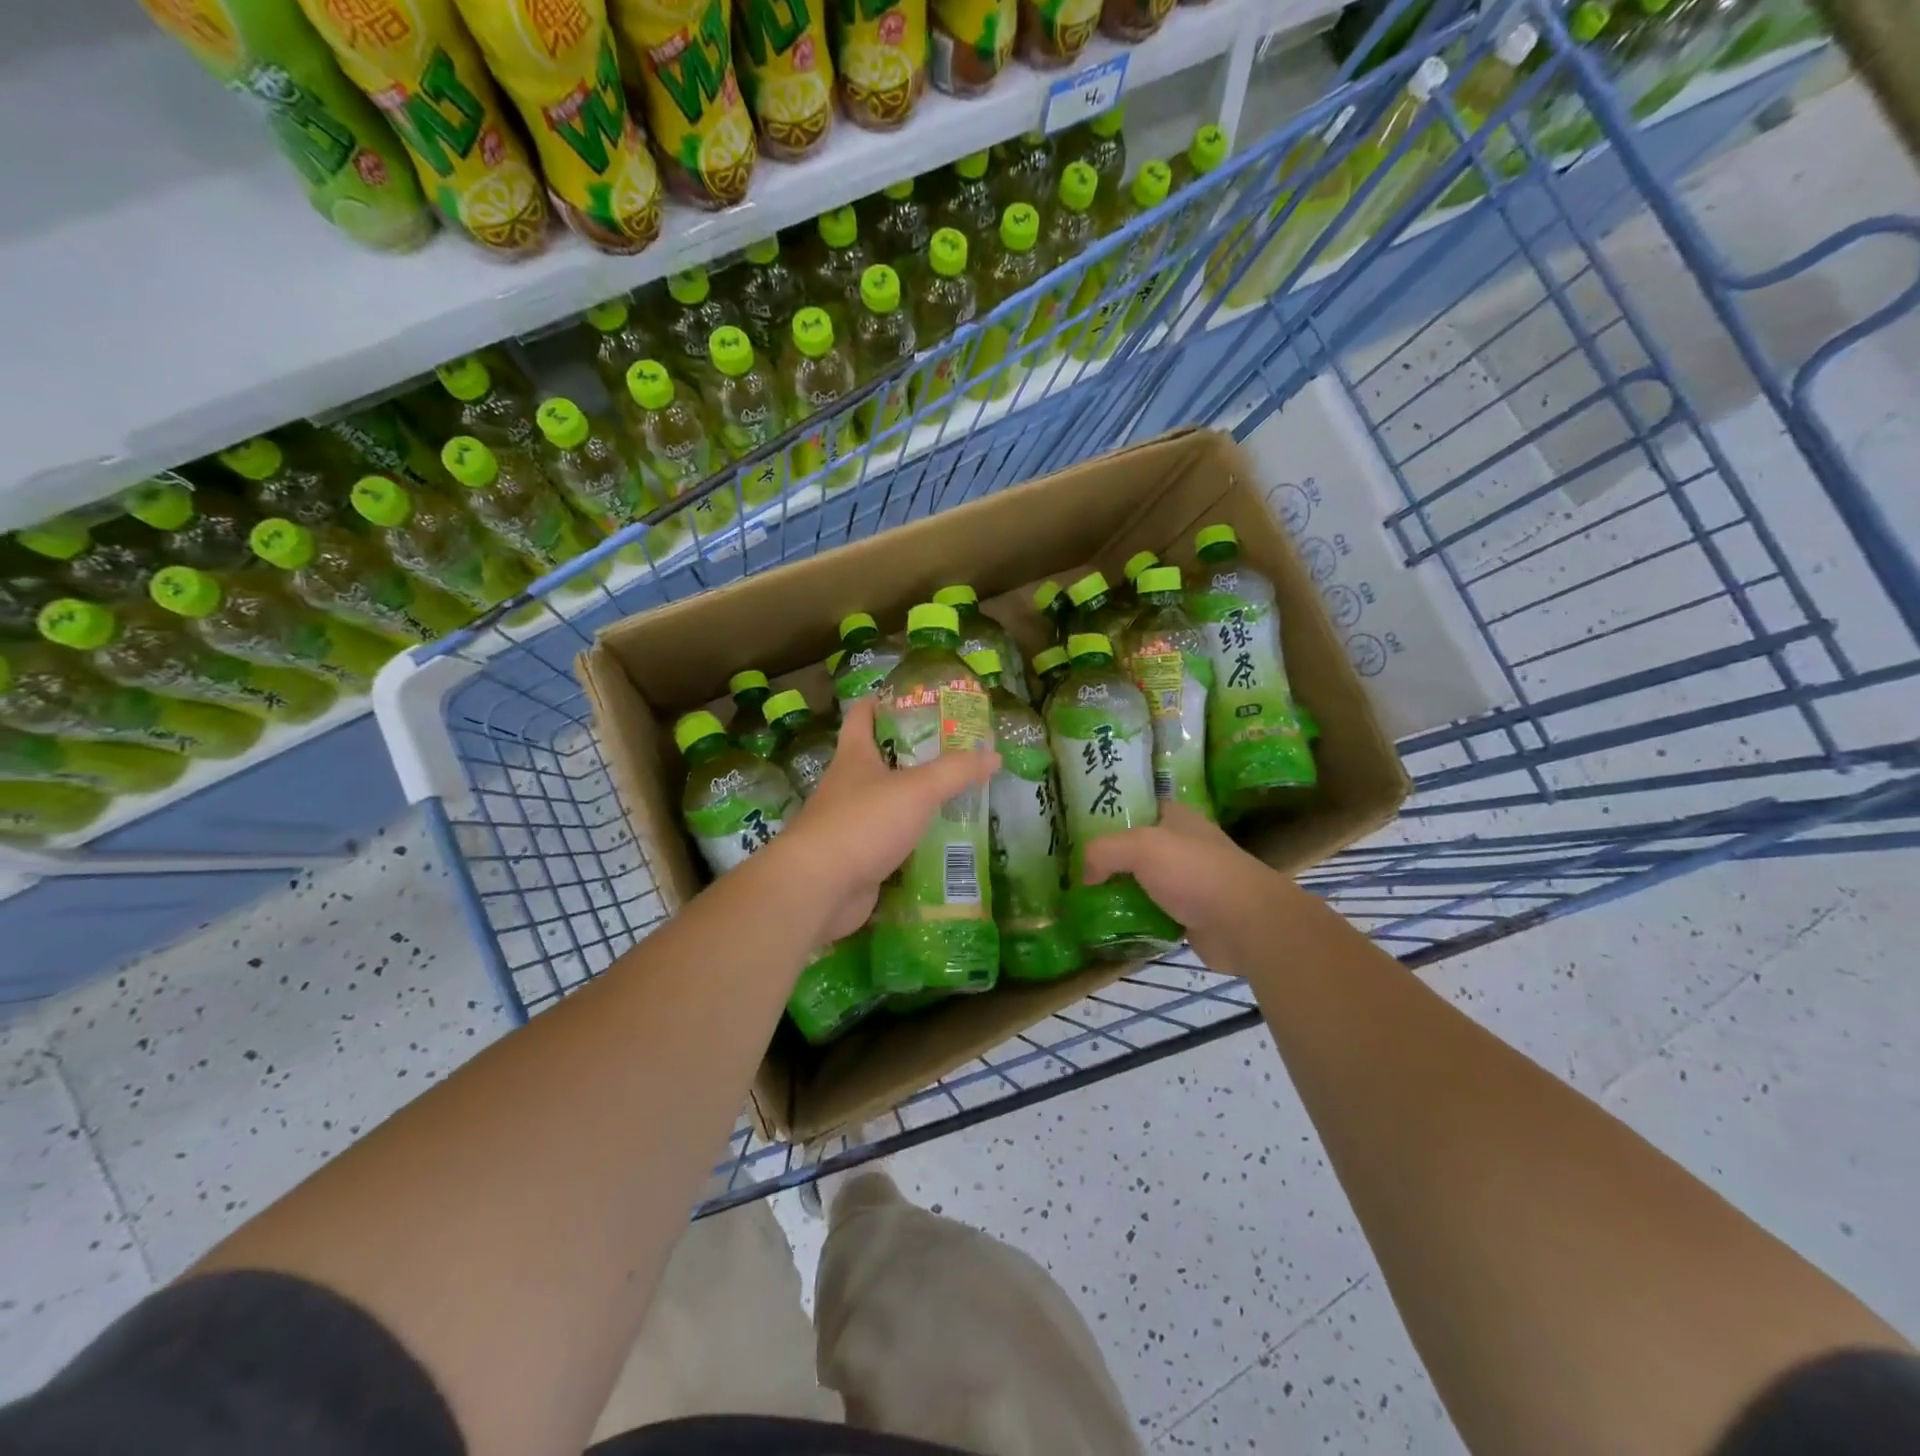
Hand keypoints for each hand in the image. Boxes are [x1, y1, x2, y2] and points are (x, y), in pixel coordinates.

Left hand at [781, 696, 998, 941]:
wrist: (819, 888)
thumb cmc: (863, 823)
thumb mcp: (916, 790)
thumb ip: (955, 771)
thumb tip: (994, 754)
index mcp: (854, 756)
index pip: (862, 715)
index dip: (883, 701)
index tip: (914, 697)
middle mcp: (848, 785)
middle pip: (878, 758)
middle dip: (912, 753)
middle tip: (953, 749)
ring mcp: (850, 823)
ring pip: (886, 801)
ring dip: (914, 798)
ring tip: (955, 793)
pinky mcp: (857, 856)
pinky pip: (890, 839)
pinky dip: (912, 837)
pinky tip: (940, 840)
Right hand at [1081, 803, 1281, 960]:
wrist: (1243, 923)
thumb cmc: (1194, 872)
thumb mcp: (1140, 847)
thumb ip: (1104, 851)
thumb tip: (1086, 875)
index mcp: (1177, 817)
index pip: (1138, 807)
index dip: (1110, 814)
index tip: (1078, 827)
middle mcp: (1183, 845)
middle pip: (1136, 847)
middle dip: (1108, 857)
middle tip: (1074, 867)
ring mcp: (1187, 881)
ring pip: (1142, 882)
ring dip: (1119, 890)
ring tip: (1084, 897)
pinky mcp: (1189, 915)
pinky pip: (1152, 912)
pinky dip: (1134, 917)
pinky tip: (1108, 923)